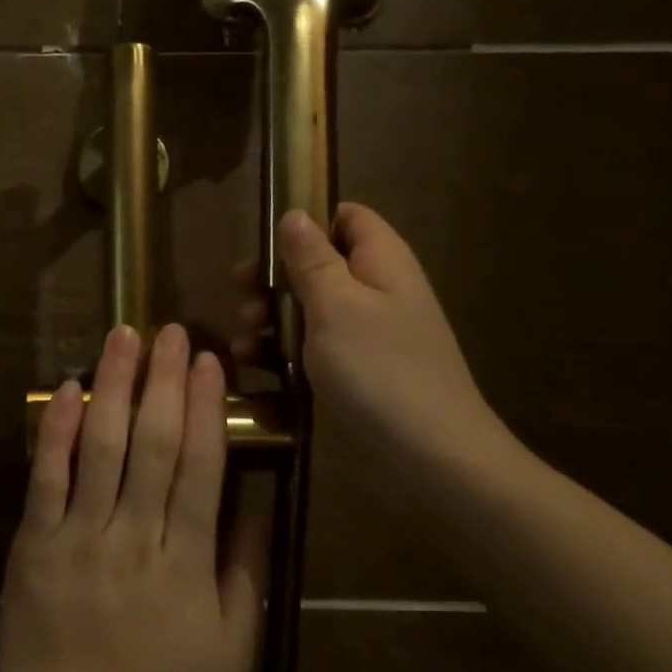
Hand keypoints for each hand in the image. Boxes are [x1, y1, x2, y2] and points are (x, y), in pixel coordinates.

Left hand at [0, 323, 267, 671]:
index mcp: (185, 564)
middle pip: (154, 443)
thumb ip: (244, 580)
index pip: (201, 468)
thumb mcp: (229, 657)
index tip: (210, 362)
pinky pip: (45, 476)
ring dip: (114, 385)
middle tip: (172, 332)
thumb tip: (252, 511)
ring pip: (101, 445)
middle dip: (165, 380)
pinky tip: (66, 387)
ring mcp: (78, 535)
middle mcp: (134, 536)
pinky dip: (55, 429)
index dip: (207, 409)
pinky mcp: (34, 542)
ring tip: (124, 336)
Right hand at [237, 204, 509, 470]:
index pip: (347, 217)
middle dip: (275, 277)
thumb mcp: (336, 304)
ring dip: (271, 317)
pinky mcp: (355, 371)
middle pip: (319, 264)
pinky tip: (251, 364)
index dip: (307, 222)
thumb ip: (311, 258)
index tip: (265, 244)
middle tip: (241, 295)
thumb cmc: (379, 368)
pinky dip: (281, 351)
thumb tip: (296, 214)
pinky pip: (313, 347)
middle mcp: (376, 290)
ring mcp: (366, 334)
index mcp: (381, 261)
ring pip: (310, 308)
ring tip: (242, 336)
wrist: (430, 456)